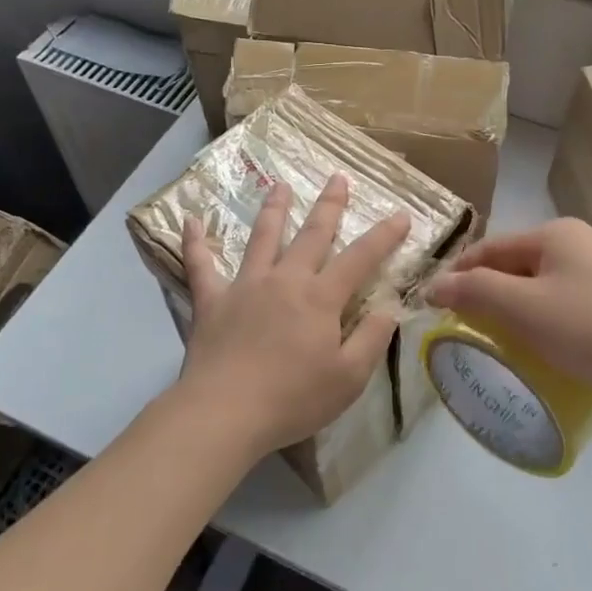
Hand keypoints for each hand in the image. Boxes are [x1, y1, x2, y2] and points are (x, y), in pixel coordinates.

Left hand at [172, 174, 409, 460]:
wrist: (225, 413)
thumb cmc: (292, 398)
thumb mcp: (349, 378)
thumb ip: (371, 339)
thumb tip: (389, 308)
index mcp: (321, 298)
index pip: (361, 258)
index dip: (384, 236)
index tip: (401, 215)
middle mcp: (285, 280)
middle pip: (312, 234)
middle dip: (329, 205)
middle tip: (337, 177)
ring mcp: (246, 286)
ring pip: (262, 238)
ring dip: (273, 209)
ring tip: (279, 185)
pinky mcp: (211, 301)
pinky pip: (200, 265)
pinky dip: (195, 242)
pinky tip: (190, 220)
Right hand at [426, 218, 591, 435]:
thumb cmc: (591, 327)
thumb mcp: (523, 307)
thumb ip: (474, 292)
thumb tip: (434, 286)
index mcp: (556, 234)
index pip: (490, 248)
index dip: (458, 274)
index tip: (433, 306)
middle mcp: (581, 246)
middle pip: (516, 268)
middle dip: (488, 296)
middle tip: (464, 331)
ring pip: (542, 292)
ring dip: (517, 316)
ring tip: (499, 347)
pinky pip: (568, 312)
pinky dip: (547, 328)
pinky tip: (542, 355)